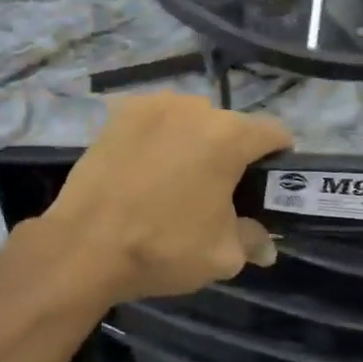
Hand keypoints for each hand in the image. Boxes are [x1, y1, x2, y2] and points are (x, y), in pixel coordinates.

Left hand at [38, 92, 290, 303]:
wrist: (83, 247)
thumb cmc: (163, 248)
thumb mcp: (221, 255)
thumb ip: (252, 241)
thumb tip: (266, 246)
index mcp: (229, 136)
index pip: (274, 133)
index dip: (279, 158)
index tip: (269, 184)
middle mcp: (194, 108)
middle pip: (230, 126)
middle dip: (232, 154)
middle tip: (219, 192)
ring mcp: (154, 106)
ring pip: (191, 120)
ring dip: (195, 142)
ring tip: (177, 179)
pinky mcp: (120, 113)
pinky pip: (156, 121)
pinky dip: (160, 138)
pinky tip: (146, 168)